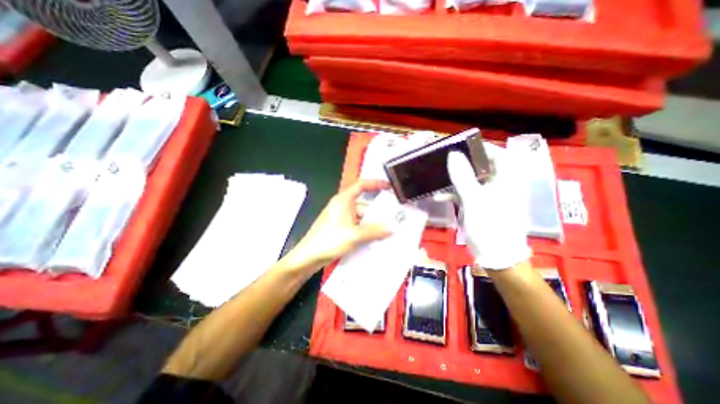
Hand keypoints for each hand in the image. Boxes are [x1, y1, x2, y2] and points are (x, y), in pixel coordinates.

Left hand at [281, 181, 392, 274]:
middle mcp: (343, 206)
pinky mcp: (341, 228)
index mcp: (344, 200)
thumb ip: (374, 231)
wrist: (309, 257)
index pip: (361, 185)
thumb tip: (391, 229)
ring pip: (362, 217)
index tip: (388, 187)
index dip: (375, 183)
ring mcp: (342, 217)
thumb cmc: (329, 240)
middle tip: (394, 219)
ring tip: (387, 232)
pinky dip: (366, 230)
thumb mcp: (354, 235)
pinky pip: (357, 225)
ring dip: (372, 224)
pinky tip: (375, 238)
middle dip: (378, 212)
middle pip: (364, 204)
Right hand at [449, 147, 529, 268]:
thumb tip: (453, 154)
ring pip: (471, 178)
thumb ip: (463, 176)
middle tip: (444, 160)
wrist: (495, 255)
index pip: (496, 153)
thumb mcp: (474, 199)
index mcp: (507, 178)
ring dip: (455, 178)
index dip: (478, 147)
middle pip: (481, 165)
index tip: (457, 146)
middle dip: (462, 163)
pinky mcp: (479, 203)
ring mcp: (488, 194)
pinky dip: (453, 193)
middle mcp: (499, 182)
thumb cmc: (490, 225)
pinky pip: (466, 192)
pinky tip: (439, 196)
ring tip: (438, 176)